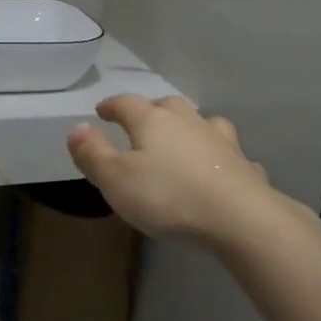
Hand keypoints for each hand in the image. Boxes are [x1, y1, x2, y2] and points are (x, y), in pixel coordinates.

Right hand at [66, 95, 277, 243]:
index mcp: (153, 121)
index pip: (126, 103)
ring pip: (202, 122)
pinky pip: (228, 155)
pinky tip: (221, 170)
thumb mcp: (117, 180)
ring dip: (190, 126)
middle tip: (141, 122)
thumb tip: (77, 128)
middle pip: (166, 105)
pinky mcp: (243, 164)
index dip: (111, 105)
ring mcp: (220, 140)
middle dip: (151, 110)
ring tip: (184, 138)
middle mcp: (187, 121)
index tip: (101, 110)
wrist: (239, 216)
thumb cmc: (169, 196)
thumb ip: (94, 154)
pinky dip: (220, 158)